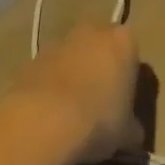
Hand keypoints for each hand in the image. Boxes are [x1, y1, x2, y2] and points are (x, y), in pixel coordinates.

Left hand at [0, 24, 142, 164]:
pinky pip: (49, 72)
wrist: (43, 122)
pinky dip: (51, 89)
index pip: (132, 55)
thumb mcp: (126, 132)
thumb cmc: (98, 120)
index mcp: (124, 41)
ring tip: (71, 117)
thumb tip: (131, 133)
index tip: (122, 105)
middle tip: (98, 107)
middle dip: (100, 72)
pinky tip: (48, 118)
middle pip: (101, 49)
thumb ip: (132, 126)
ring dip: (74, 79)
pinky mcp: (33, 58)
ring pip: (73, 59)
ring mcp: (60, 42)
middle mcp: (94, 31)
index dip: (128, 81)